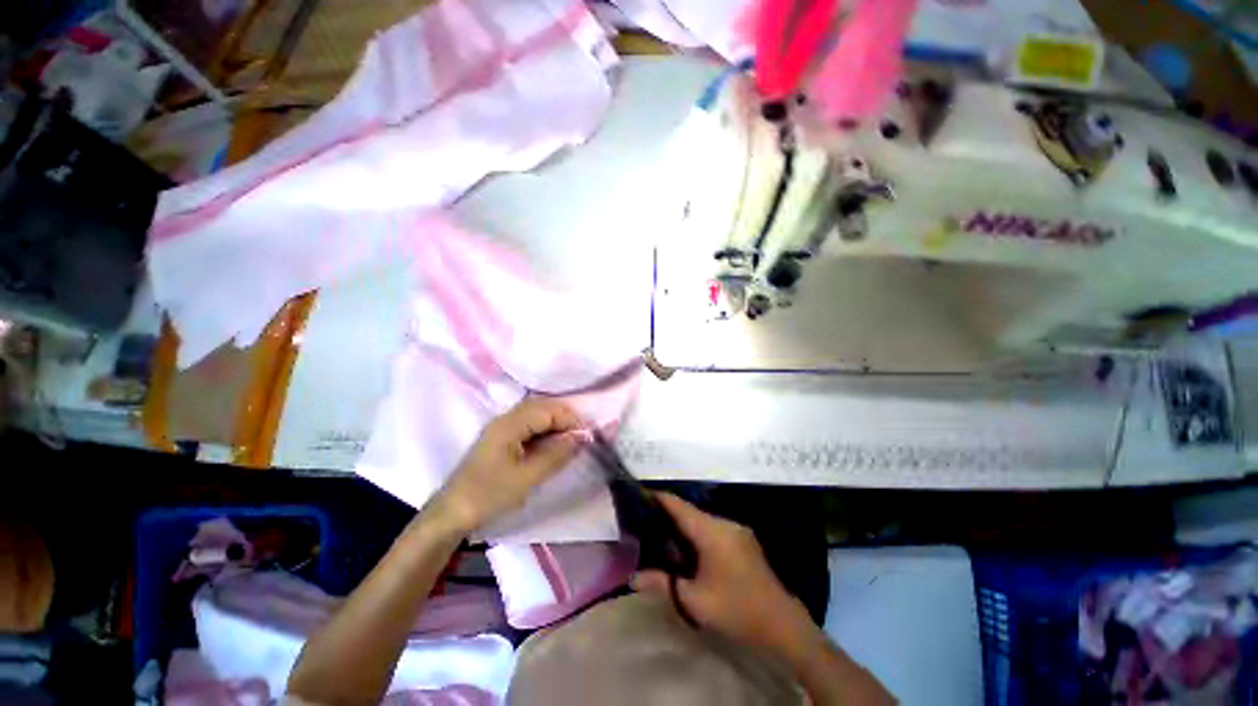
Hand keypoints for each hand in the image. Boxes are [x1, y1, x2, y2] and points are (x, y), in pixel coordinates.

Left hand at [433, 397, 582, 534]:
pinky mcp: (499, 439)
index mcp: (509, 424)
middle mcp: (505, 419)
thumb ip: (556, 455)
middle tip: (580, 435)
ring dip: (554, 422)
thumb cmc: (489, 495)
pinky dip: (543, 430)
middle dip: (563, 417)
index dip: (569, 419)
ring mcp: (500, 428)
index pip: (547, 410)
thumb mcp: (527, 478)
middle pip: (540, 407)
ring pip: (534, 414)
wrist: (451, 514)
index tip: (587, 435)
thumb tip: (581, 437)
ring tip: (569, 438)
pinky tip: (550, 443)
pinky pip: (527, 425)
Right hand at [632, 493, 815, 652]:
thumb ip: (663, 584)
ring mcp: (738, 531)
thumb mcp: (694, 601)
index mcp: (712, 532)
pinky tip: (691, 551)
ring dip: (685, 527)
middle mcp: (725, 523)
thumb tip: (633, 577)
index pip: (680, 506)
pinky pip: (715, 530)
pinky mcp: (745, 541)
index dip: (660, 499)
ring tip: (664, 537)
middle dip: (670, 517)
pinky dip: (699, 535)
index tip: (640, 496)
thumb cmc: (736, 610)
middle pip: (691, 512)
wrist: (783, 625)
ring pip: (703, 521)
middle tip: (647, 524)